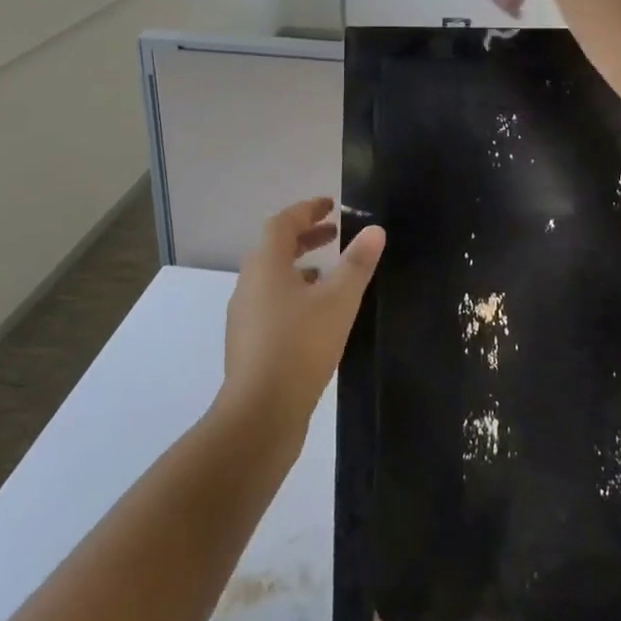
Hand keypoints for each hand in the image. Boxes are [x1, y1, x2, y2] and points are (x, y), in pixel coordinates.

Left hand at [218, 198, 385, 442]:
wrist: (260, 414)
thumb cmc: (300, 347)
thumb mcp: (338, 301)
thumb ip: (357, 263)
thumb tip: (375, 229)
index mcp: (266, 265)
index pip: (283, 223)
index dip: (307, 210)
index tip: (331, 205)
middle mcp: (249, 284)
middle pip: (275, 248)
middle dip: (305, 236)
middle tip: (335, 234)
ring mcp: (245, 315)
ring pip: (273, 277)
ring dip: (300, 266)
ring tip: (330, 273)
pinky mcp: (249, 343)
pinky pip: (271, 303)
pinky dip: (294, 294)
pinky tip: (316, 315)